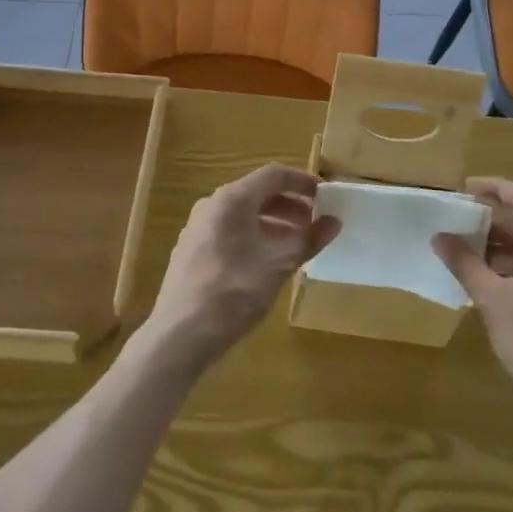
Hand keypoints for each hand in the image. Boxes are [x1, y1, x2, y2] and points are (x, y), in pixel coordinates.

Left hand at [143, 164, 340, 372]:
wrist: (178, 336)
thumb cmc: (233, 292)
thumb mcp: (279, 265)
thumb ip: (309, 240)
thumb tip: (334, 222)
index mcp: (232, 199)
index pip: (274, 175)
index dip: (303, 182)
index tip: (326, 196)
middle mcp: (212, 205)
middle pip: (258, 193)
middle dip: (290, 206)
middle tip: (315, 224)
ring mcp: (198, 228)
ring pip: (243, 215)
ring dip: (273, 224)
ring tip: (297, 246)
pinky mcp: (191, 252)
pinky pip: (229, 232)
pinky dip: (254, 237)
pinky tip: (267, 264)